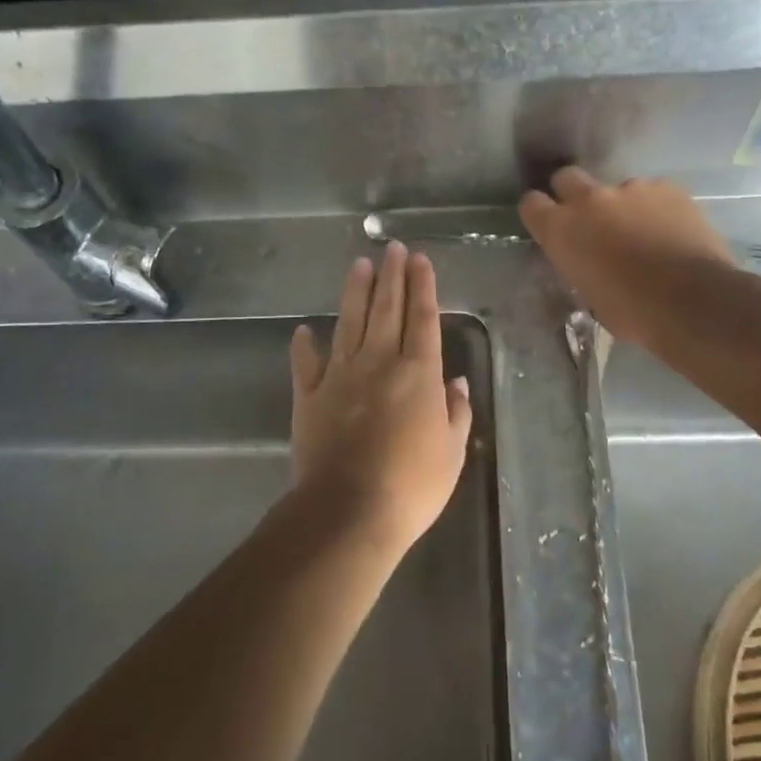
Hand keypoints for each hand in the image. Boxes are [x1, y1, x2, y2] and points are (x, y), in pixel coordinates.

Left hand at [289, 242, 473, 554]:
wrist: (349, 512)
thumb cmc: (412, 486)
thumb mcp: (451, 452)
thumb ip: (456, 412)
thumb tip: (456, 382)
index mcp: (418, 373)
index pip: (422, 318)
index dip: (422, 286)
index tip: (420, 259)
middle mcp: (379, 362)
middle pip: (387, 309)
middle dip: (391, 275)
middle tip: (392, 248)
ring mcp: (341, 376)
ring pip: (350, 322)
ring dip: (356, 292)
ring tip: (360, 264)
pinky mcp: (310, 396)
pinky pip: (307, 364)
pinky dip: (305, 346)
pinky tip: (305, 329)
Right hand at [518, 167, 736, 344]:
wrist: (693, 300)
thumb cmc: (633, 312)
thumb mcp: (589, 295)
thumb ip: (580, 264)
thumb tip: (587, 260)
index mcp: (561, 230)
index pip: (531, 204)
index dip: (540, 213)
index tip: (550, 224)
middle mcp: (589, 199)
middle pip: (567, 178)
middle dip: (574, 193)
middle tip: (592, 219)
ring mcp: (630, 188)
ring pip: (618, 189)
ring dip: (624, 207)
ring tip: (647, 234)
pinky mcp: (667, 187)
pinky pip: (654, 193)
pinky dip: (658, 209)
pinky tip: (673, 232)